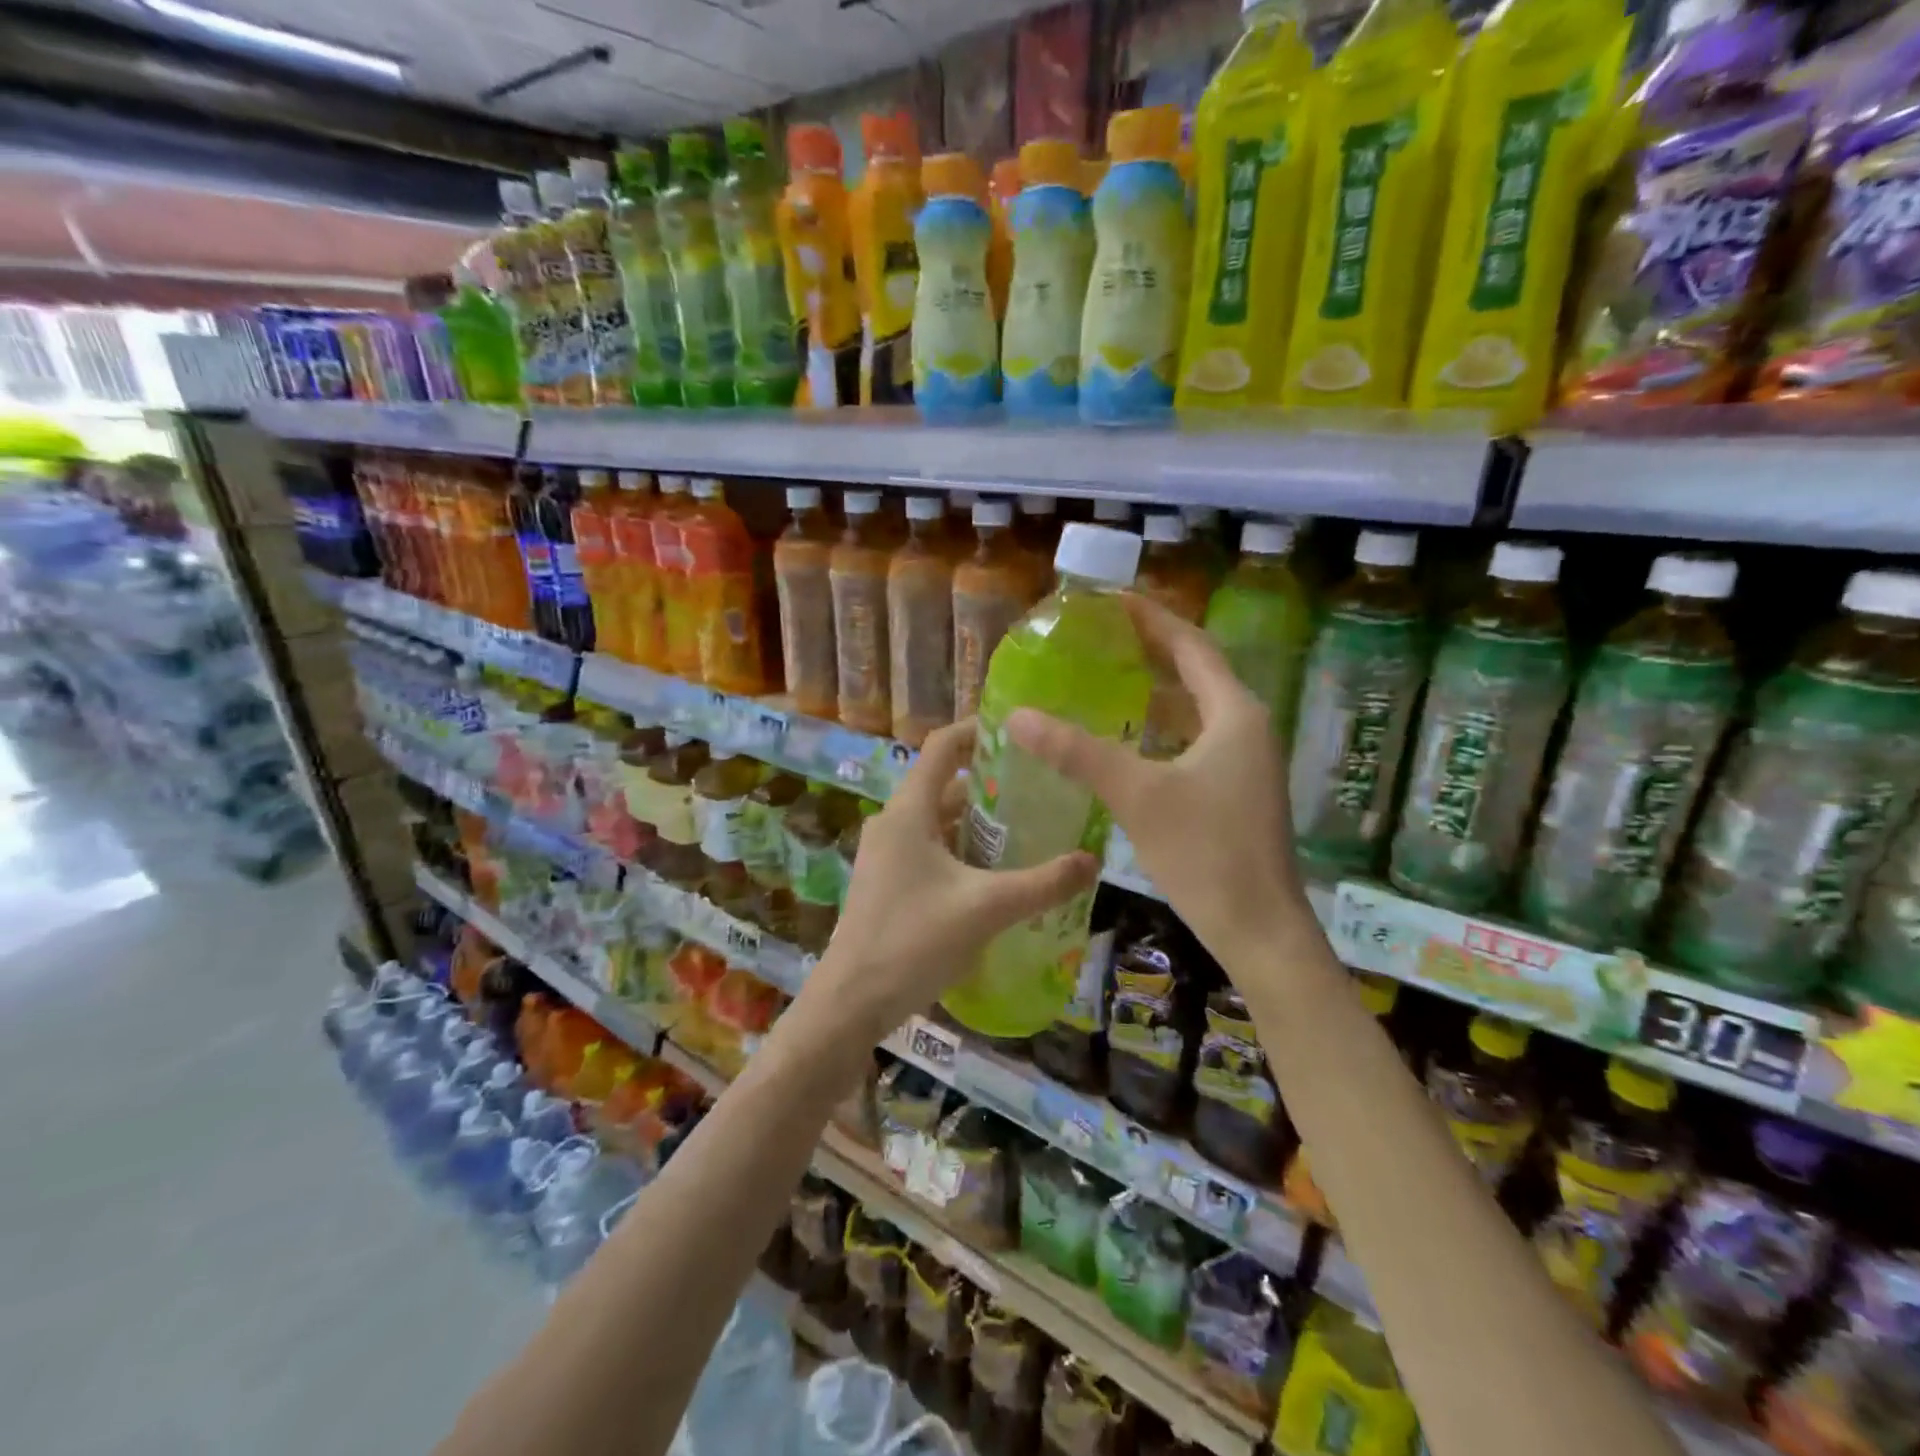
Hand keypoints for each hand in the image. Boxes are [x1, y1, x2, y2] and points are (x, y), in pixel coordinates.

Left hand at [792, 719, 1099, 1050]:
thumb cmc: (915, 940)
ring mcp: (886, 854)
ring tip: (1028, 830)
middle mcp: (893, 822)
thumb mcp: (987, 908)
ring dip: (978, 822)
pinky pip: (930, 849)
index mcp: (909, 811)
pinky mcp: (888, 882)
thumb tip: (1093, 860)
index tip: (1019, 733)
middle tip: (1040, 789)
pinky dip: (962, 849)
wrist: (852, 1001)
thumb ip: (1043, 884)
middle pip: (945, 785)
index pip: (941, 747)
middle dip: (990, 783)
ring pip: (938, 821)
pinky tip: (996, 874)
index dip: (977, 731)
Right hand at [1007, 593, 1307, 961]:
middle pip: (1195, 671)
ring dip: (1154, 689)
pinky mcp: (1235, 790)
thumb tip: (1018, 716)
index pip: (1191, 645)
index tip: (1109, 600)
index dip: (1151, 618)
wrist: (1259, 929)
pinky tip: (1125, 738)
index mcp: (1234, 713)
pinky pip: (1193, 740)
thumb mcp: (1137, 795)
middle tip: (1098, 636)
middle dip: (1150, 650)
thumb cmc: (1206, 853)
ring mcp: (1245, 761)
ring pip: (1194, 709)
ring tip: (1104, 677)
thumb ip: (1077, 752)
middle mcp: (1246, 727)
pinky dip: (1160, 728)